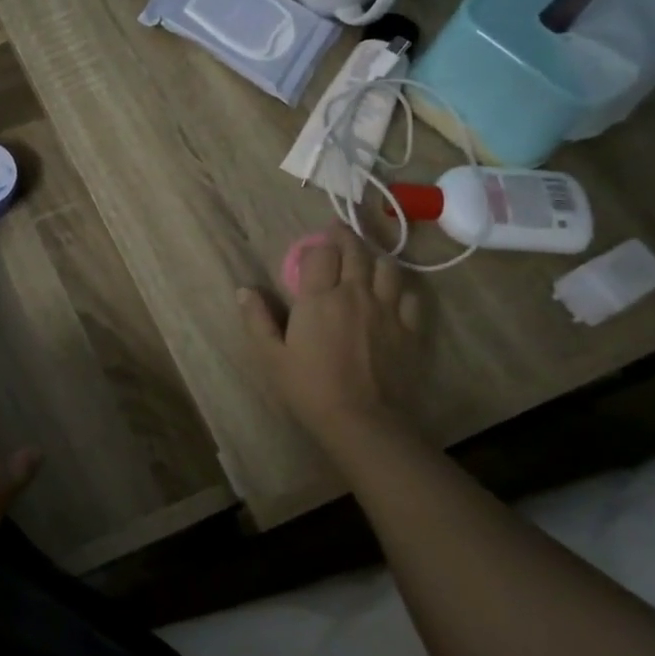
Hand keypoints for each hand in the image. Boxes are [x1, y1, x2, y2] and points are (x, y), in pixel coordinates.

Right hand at [238, 223, 423, 457]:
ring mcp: (387, 310)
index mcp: (319, 298)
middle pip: (356, 251)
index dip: (316, 245)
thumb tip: (244, 290)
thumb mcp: (271, 356)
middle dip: (345, 238)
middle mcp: (355, 294)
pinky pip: (410, 295)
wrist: (363, 421)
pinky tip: (392, 294)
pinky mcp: (410, 329)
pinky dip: (399, 288)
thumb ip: (257, 320)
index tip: (312, 246)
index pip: (320, 253)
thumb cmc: (309, 388)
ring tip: (366, 261)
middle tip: (338, 234)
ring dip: (374, 258)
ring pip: (387, 267)